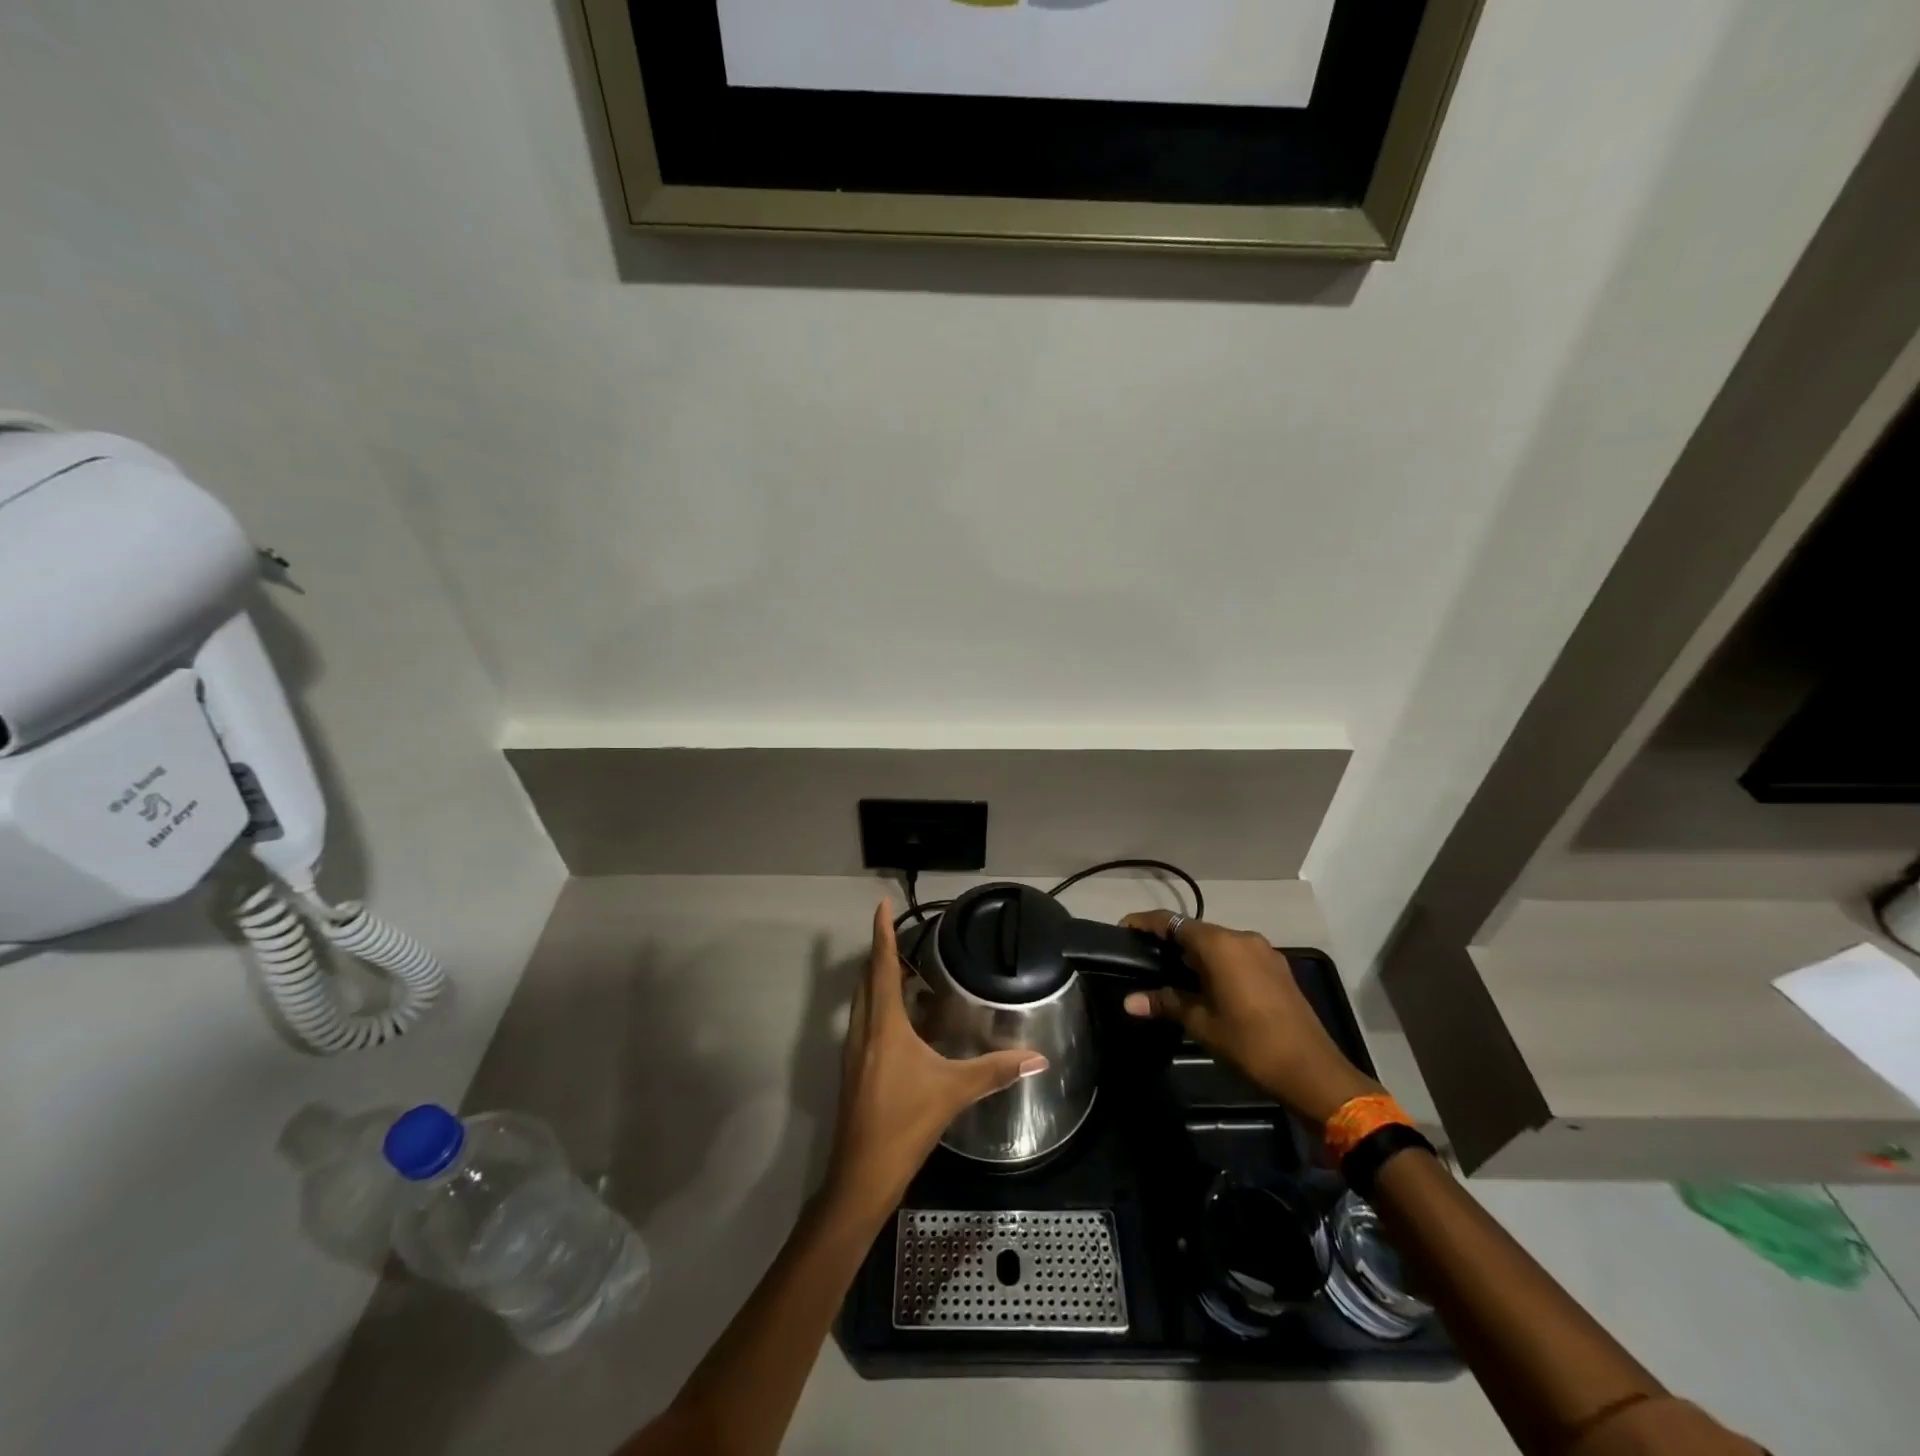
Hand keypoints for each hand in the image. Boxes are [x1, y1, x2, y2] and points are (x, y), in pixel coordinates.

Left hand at [825, 901, 1045, 1224]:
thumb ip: (996, 1071)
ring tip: (907, 971)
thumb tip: (1038, 1057)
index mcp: (883, 1025)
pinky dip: (879, 1006)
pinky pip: (864, 1021)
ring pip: (862, 1001)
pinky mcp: (854, 1069)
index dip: (882, 934)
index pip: (881, 966)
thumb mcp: (954, 1092)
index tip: (881, 905)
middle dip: (881, 953)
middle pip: (867, 979)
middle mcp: (862, 1030)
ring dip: (879, 980)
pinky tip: (903, 1021)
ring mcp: (853, 1050)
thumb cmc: (905, 1124)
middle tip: (903, 935)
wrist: (861, 1175)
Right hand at [1120, 910, 1382, 1125]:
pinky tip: (1207, 986)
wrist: (1313, 1072)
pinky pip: (1237, 955)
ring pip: (1218, 943)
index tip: (1122, 931)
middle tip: (1144, 959)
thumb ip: (1165, 1003)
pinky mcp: (1277, 968)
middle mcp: (1241, 938)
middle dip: (1169, 941)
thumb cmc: (1250, 1044)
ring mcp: (1263, 951)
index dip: (1144, 923)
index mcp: (1219, 945)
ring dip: (1194, 954)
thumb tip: (1129, 1001)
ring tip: (1171, 974)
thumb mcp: (1201, 1024)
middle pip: (1195, 930)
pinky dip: (1217, 963)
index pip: (1171, 922)